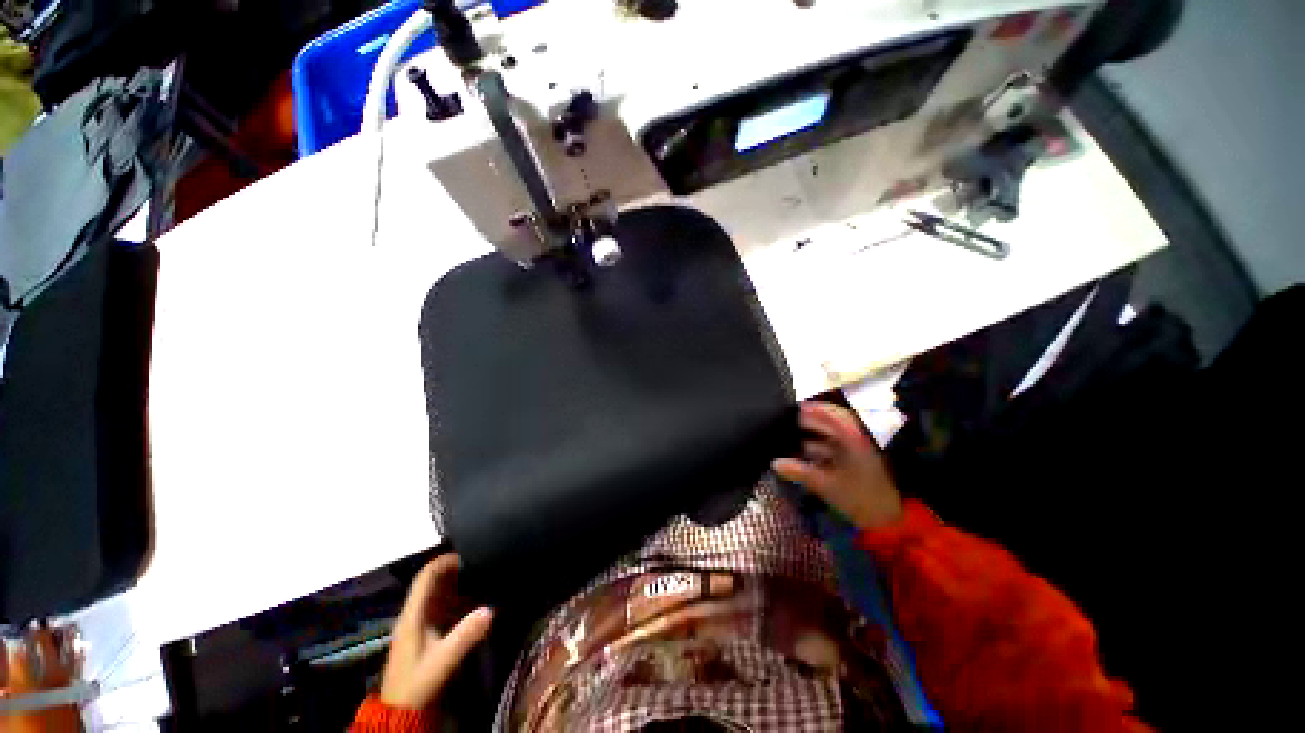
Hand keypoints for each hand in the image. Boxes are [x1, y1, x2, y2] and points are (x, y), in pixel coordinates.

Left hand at [379, 554, 493, 710]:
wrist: (401, 712)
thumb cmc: (418, 682)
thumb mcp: (442, 660)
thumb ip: (465, 635)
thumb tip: (490, 609)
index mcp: (413, 614)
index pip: (425, 577)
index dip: (444, 562)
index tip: (468, 554)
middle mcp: (414, 614)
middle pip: (433, 582)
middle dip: (455, 570)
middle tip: (481, 563)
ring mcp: (419, 624)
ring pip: (438, 594)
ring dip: (457, 584)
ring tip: (482, 576)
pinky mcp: (426, 633)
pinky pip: (442, 607)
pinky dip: (458, 599)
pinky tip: (475, 600)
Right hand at [772, 401, 904, 529]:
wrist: (890, 520)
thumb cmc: (859, 498)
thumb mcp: (826, 485)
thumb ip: (799, 472)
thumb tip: (774, 463)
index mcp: (851, 437)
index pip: (828, 413)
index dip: (808, 409)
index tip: (787, 411)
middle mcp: (854, 437)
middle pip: (826, 422)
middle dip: (805, 424)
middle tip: (781, 427)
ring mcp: (855, 448)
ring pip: (828, 436)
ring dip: (809, 438)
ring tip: (786, 441)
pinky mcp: (855, 460)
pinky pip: (832, 447)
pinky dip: (817, 448)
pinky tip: (801, 455)